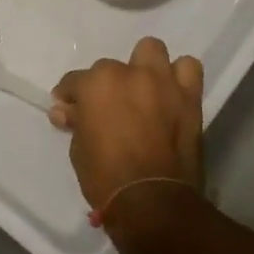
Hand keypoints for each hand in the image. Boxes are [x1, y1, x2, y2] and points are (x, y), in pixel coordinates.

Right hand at [50, 38, 204, 245]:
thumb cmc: (106, 177)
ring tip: (143, 91)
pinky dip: (179, 77)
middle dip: (107, 84)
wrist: (152, 201)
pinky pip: (188, 69)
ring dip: (144, 68)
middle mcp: (130, 73)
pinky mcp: (189, 97)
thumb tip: (65, 109)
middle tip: (109, 108)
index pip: (75, 81)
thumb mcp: (79, 150)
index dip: (70, 96)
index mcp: (98, 83)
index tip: (68, 110)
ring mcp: (163, 82)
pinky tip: (170, 94)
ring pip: (152, 51)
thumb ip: (76, 121)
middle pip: (112, 66)